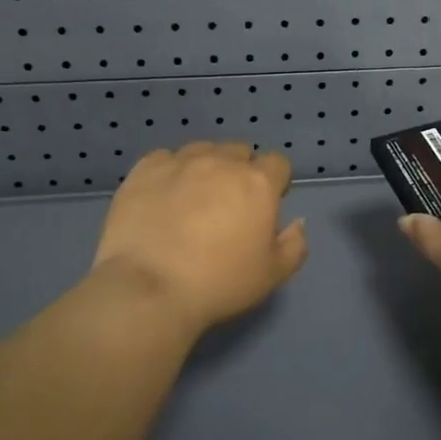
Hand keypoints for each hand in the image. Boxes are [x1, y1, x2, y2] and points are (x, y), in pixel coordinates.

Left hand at [90, 143, 308, 339]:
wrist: (149, 289)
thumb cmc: (219, 284)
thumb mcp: (272, 275)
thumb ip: (294, 244)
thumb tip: (297, 222)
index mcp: (258, 183)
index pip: (278, 163)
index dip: (275, 183)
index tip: (264, 207)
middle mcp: (221, 162)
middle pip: (240, 152)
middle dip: (240, 172)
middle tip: (228, 206)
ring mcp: (180, 162)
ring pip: (202, 150)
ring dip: (206, 167)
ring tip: (193, 198)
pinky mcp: (144, 170)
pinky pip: (164, 158)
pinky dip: (169, 172)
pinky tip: (162, 197)